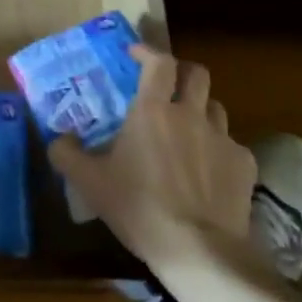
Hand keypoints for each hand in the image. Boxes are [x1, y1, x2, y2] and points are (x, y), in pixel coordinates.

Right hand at [49, 45, 258, 278]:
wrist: (199, 249)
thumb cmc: (139, 208)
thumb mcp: (89, 183)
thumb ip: (67, 154)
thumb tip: (56, 139)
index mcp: (153, 111)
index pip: (159, 62)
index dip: (148, 52)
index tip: (135, 54)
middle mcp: (191, 115)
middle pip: (196, 74)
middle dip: (181, 72)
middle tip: (166, 86)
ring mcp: (223, 138)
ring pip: (215, 108)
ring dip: (200, 110)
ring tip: (186, 129)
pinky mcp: (244, 164)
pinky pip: (230, 145)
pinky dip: (217, 149)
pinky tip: (207, 172)